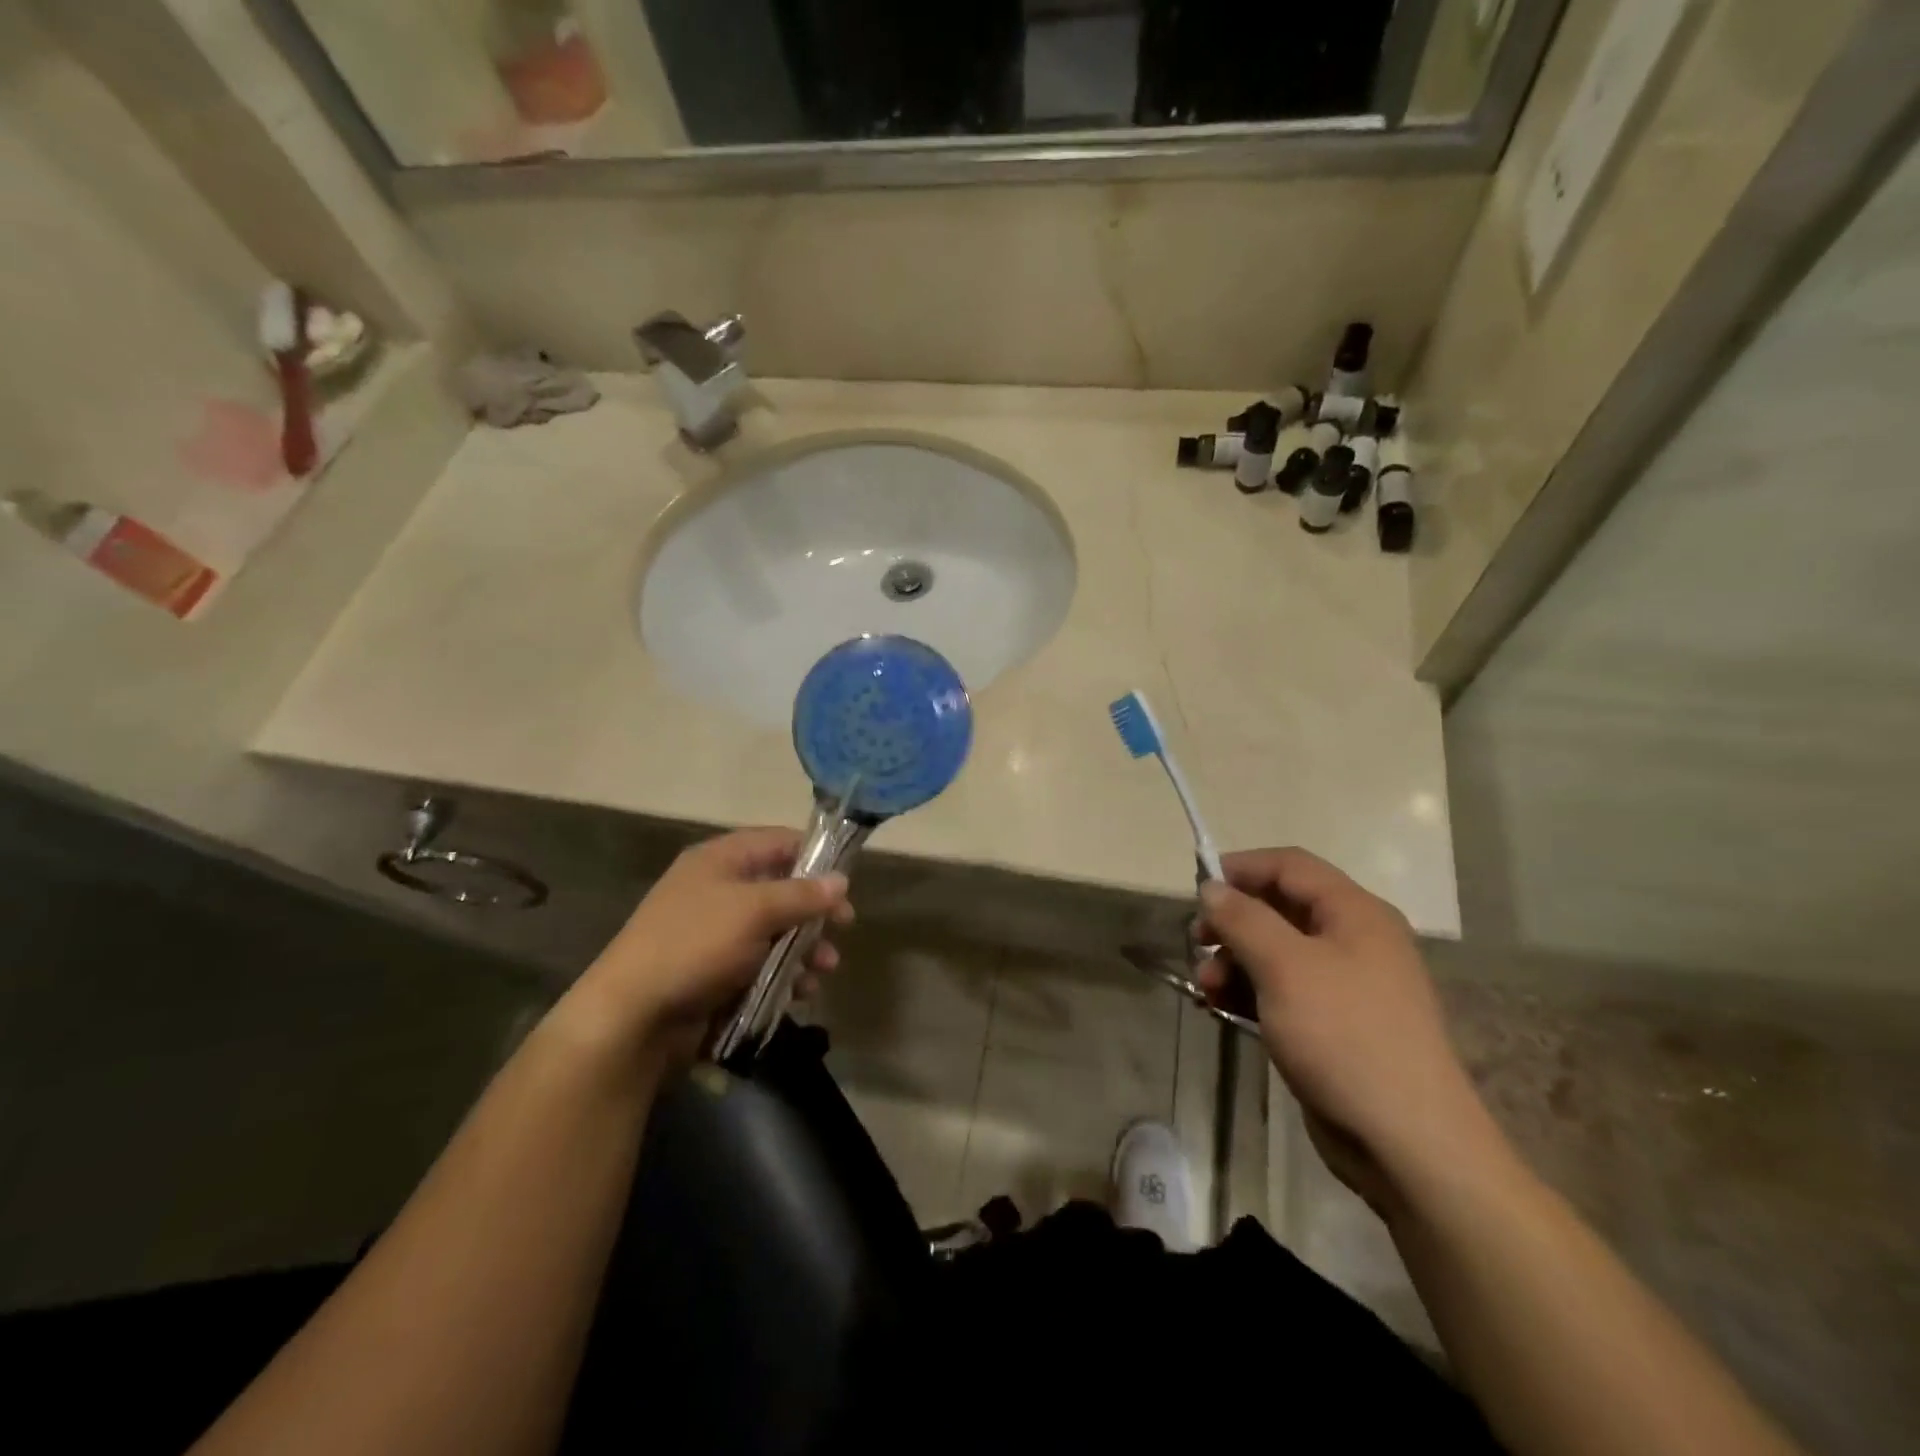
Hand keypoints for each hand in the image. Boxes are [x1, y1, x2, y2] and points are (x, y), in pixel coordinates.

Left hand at [567, 827, 852, 1057]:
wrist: (633, 1015)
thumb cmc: (695, 945)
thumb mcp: (755, 911)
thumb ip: (802, 894)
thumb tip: (842, 880)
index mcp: (721, 860)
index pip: (779, 842)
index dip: (815, 857)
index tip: (845, 881)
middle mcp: (720, 889)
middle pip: (782, 888)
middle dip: (815, 910)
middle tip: (844, 928)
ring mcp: (718, 932)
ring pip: (777, 930)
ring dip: (805, 947)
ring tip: (825, 969)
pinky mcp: (718, 970)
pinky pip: (762, 963)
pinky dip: (785, 974)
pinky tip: (801, 992)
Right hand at [1195, 848, 1512, 1216]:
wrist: (1407, 1142)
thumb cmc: (1344, 1036)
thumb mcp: (1285, 967)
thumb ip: (1243, 919)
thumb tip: (1211, 887)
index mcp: (1354, 913)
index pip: (1290, 866)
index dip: (1242, 868)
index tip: (1198, 888)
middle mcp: (1353, 940)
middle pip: (1279, 909)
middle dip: (1232, 922)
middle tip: (1196, 942)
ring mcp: (1345, 985)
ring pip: (1276, 952)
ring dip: (1234, 961)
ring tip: (1206, 986)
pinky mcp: (1334, 1025)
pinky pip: (1282, 991)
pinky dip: (1249, 992)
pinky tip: (1219, 1008)